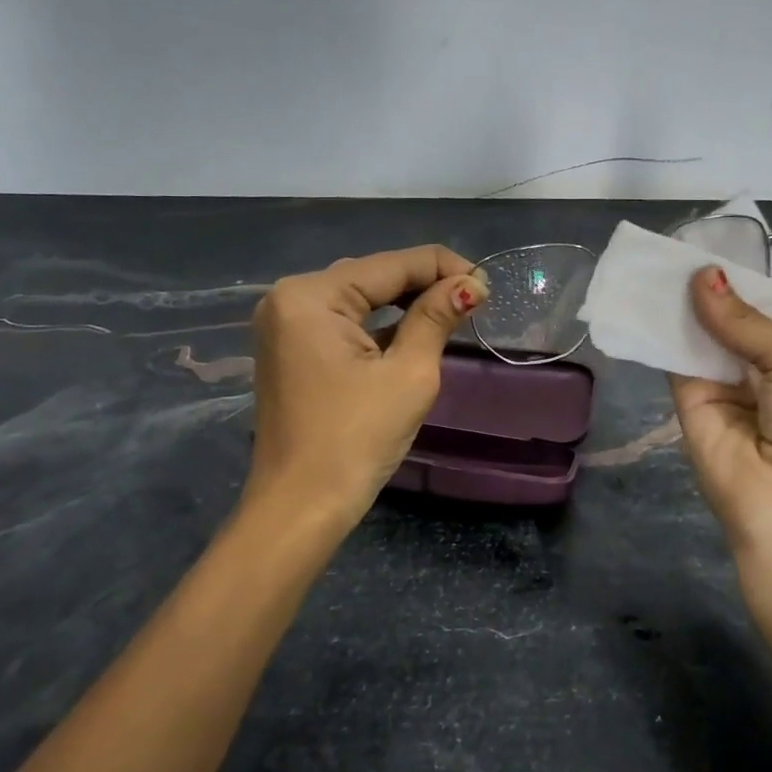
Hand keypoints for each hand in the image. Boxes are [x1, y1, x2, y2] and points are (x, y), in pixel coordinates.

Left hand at [245, 245, 489, 529]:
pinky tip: (414, 327)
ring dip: (404, 301)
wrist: (301, 507)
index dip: (443, 267)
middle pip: (371, 275)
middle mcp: (289, 298)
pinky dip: (379, 322)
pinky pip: (342, 321)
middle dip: (424, 283)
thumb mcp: (408, 374)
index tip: (487, 283)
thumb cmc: (356, 439)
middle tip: (475, 298)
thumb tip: (472, 284)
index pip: (390, 265)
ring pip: (358, 297)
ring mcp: (285, 324)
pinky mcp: (291, 349)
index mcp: (310, 296)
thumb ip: (436, 317)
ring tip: (453, 309)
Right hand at [670, 267, 771, 700]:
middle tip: (675, 238)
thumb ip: (745, 321)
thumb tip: (701, 276)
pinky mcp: (684, 403)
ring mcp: (718, 384)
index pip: (766, 303)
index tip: (715, 235)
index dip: (745, 271)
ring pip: (695, 332)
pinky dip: (657, 329)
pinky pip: (670, 359)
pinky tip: (645, 293)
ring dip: (679, 301)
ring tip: (655, 255)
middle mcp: (755, 365)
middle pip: (726, 313)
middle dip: (707, 281)